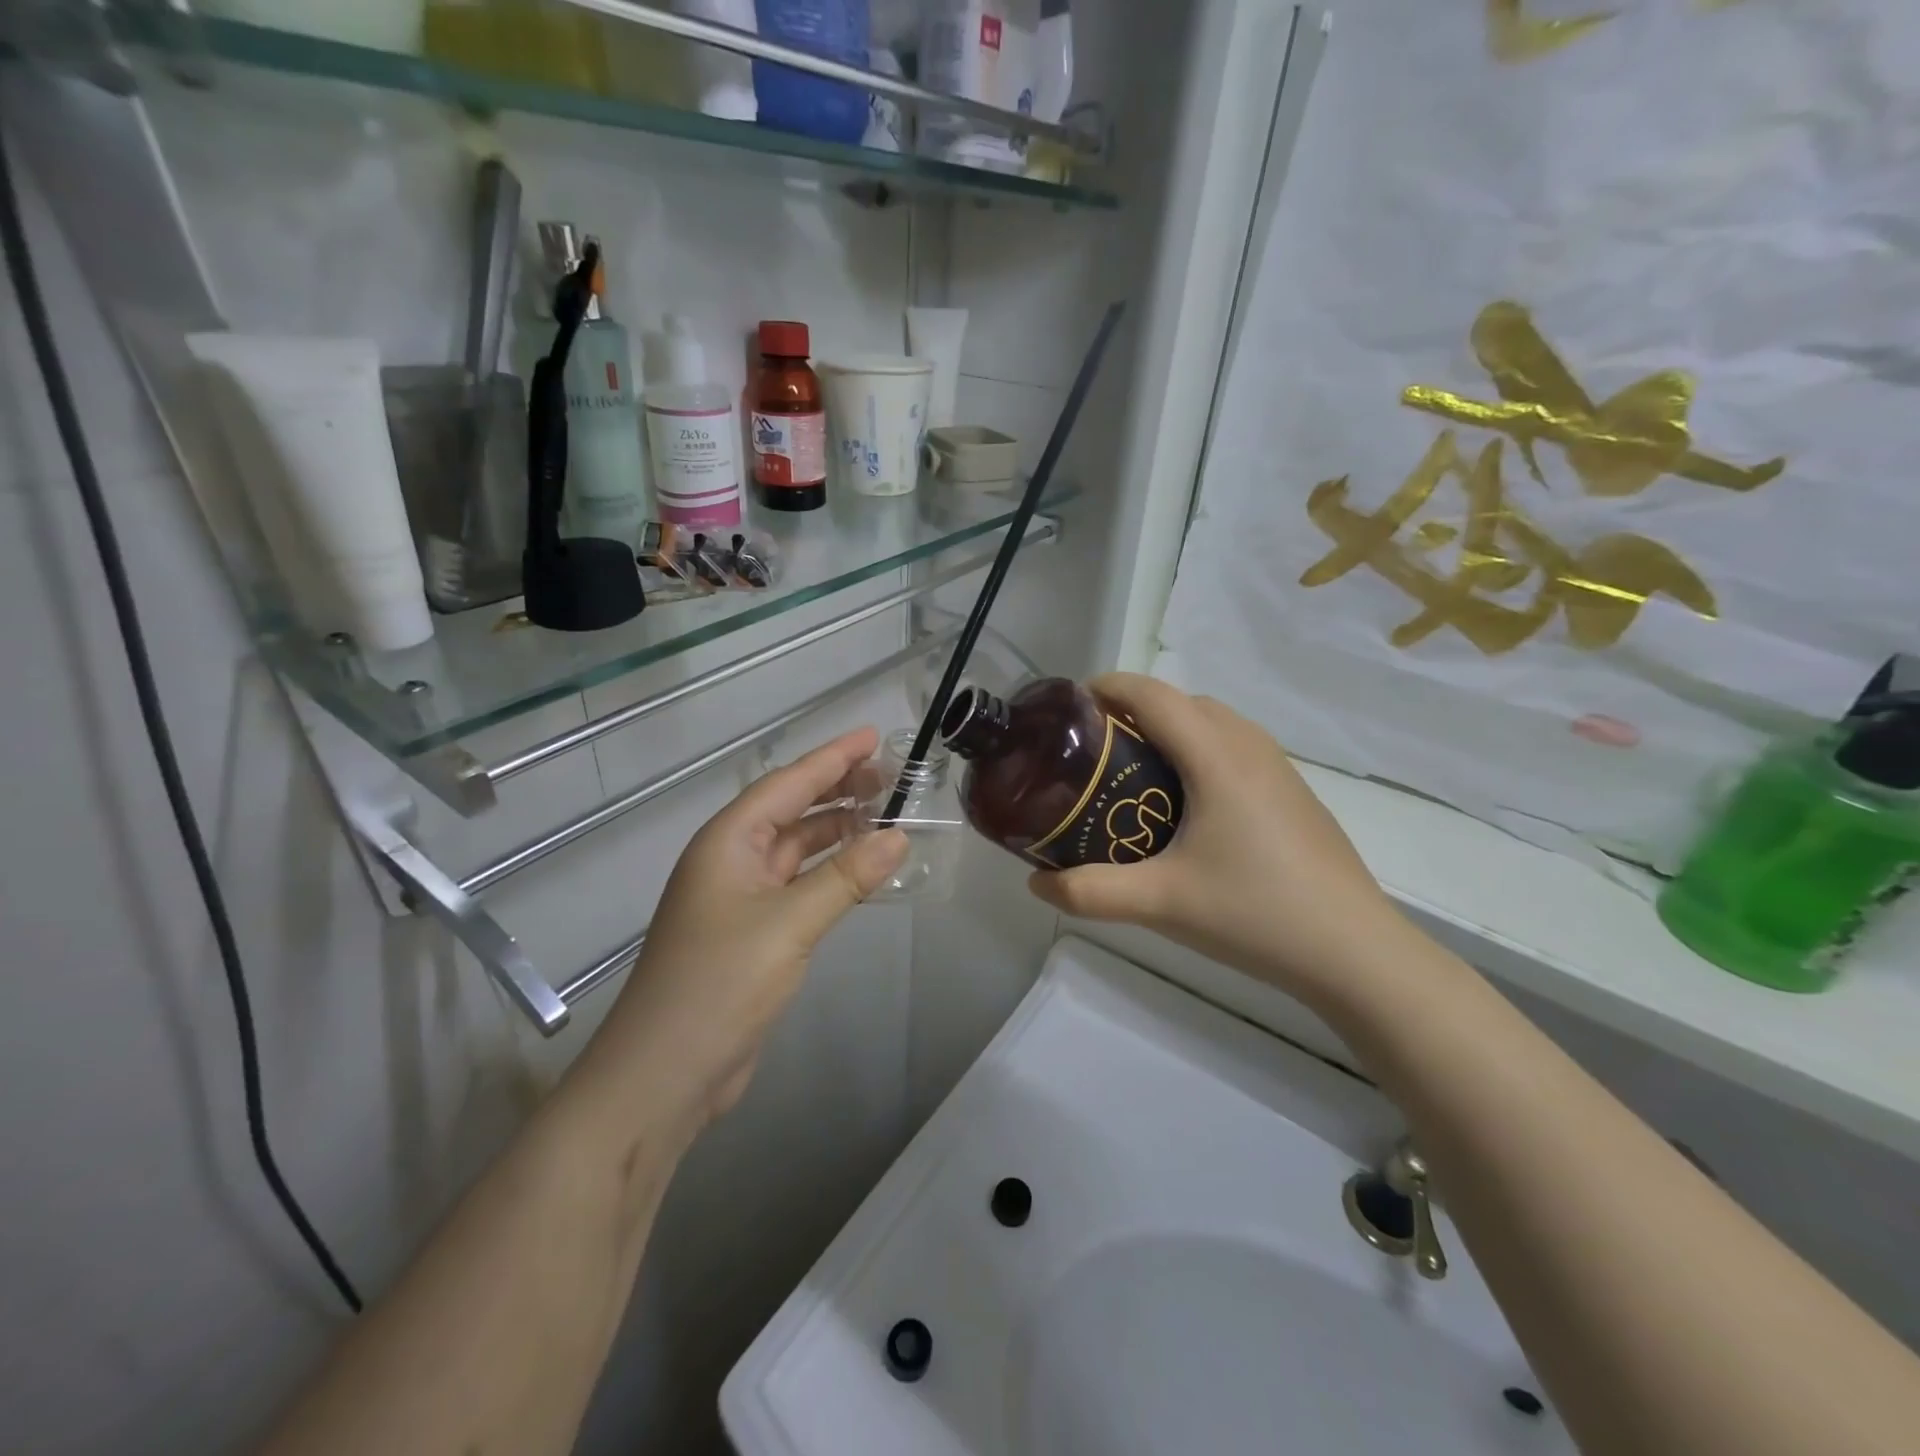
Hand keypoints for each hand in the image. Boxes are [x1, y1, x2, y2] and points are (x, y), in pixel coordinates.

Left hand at [590, 727, 907, 1129]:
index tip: (873, 737)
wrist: (665, 1073)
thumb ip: (846, 877)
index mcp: (728, 842)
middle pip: (791, 810)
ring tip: (884, 814)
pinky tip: (859, 869)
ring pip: (796, 848)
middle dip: (837, 789)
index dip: (832, 758)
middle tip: (890, 776)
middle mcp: (731, 860)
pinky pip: (798, 884)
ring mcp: (740, 898)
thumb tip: (898, 836)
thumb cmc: (719, 983)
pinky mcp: (752, 932)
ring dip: (836, 830)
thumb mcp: (789, 924)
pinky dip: (829, 871)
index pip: (787, 783)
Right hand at [1027, 674, 1400, 1008]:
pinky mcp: (1293, 793)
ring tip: (1136, 774)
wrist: (1354, 952)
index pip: (1152, 694)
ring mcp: (1278, 768)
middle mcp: (1249, 747)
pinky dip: (1200, 751)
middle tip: (1095, 751)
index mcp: (1216, 756)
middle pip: (1182, 702)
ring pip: (1214, 723)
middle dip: (1133, 709)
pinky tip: (1189, 806)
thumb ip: (1090, 892)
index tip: (1068, 709)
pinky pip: (1235, 747)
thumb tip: (1035, 885)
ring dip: (1171, 729)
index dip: (1106, 687)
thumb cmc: (1253, 913)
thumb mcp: (1160, 903)